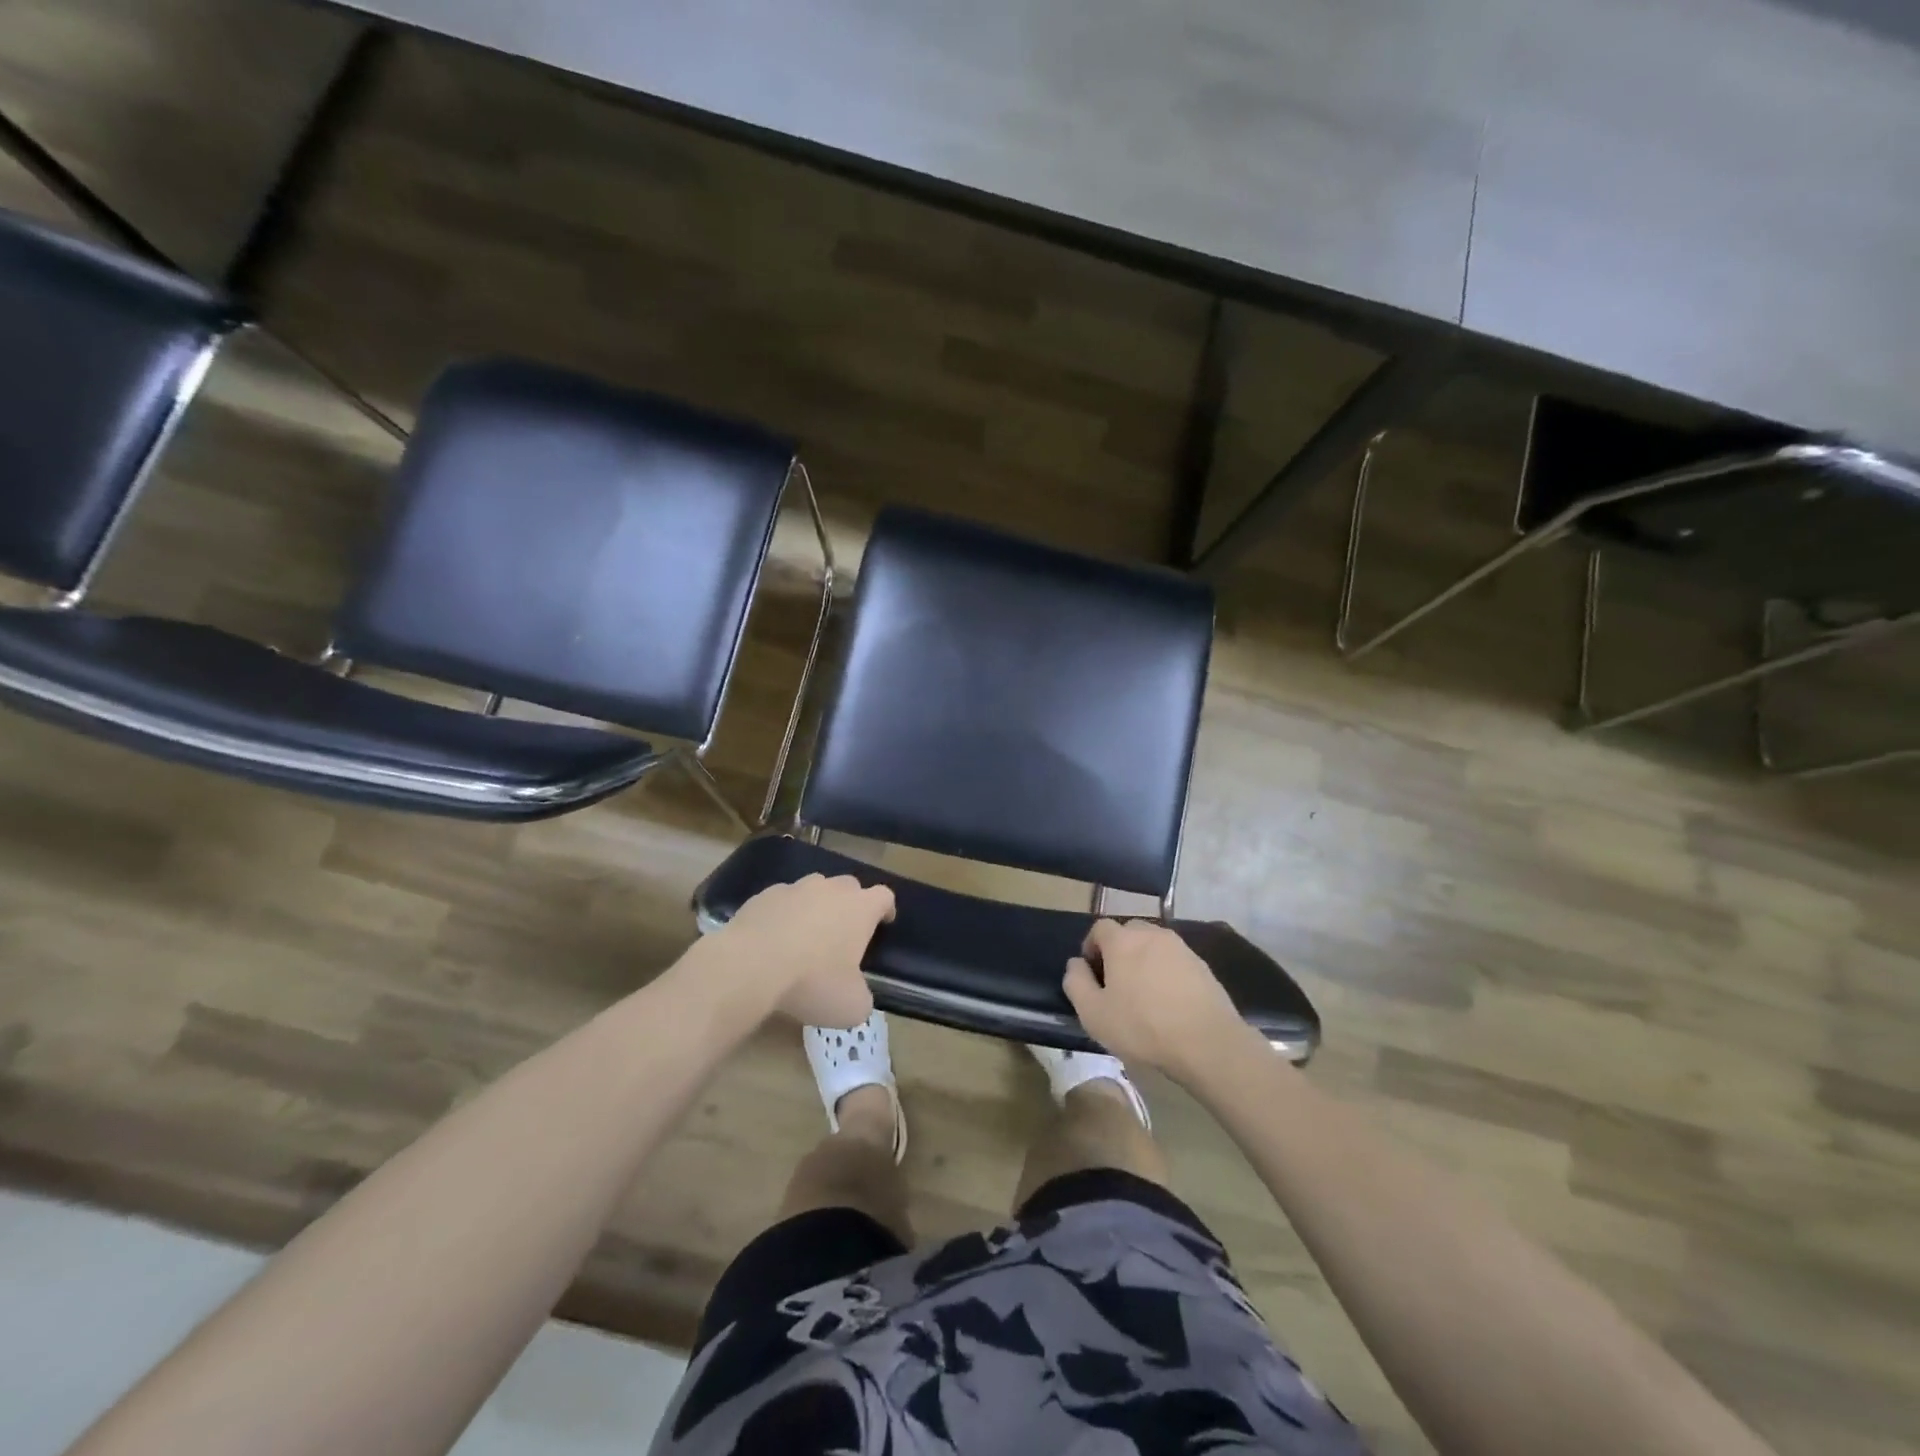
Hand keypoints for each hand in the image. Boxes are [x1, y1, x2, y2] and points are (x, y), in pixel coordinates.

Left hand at [712, 874, 893, 1027]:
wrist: (750, 966)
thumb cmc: (812, 982)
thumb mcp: (851, 1006)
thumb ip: (862, 996)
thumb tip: (856, 994)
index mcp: (860, 908)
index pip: (884, 896)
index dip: (886, 909)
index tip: (883, 924)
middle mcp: (831, 889)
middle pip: (849, 887)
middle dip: (849, 906)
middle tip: (843, 935)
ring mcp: (795, 888)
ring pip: (813, 890)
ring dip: (815, 908)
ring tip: (805, 937)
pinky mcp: (763, 895)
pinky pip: (781, 901)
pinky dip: (783, 915)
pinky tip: (773, 941)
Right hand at [1065, 919, 1247, 1081]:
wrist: (1207, 1043)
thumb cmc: (1142, 1026)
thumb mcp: (1093, 1013)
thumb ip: (1076, 982)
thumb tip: (1076, 963)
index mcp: (1122, 940)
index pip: (1100, 927)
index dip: (1092, 946)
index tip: (1092, 971)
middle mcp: (1151, 934)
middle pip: (1128, 932)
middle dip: (1118, 950)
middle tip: (1116, 982)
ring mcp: (1180, 947)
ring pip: (1153, 945)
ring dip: (1144, 960)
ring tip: (1143, 992)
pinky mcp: (1201, 965)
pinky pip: (1174, 960)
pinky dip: (1166, 972)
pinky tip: (1168, 1000)